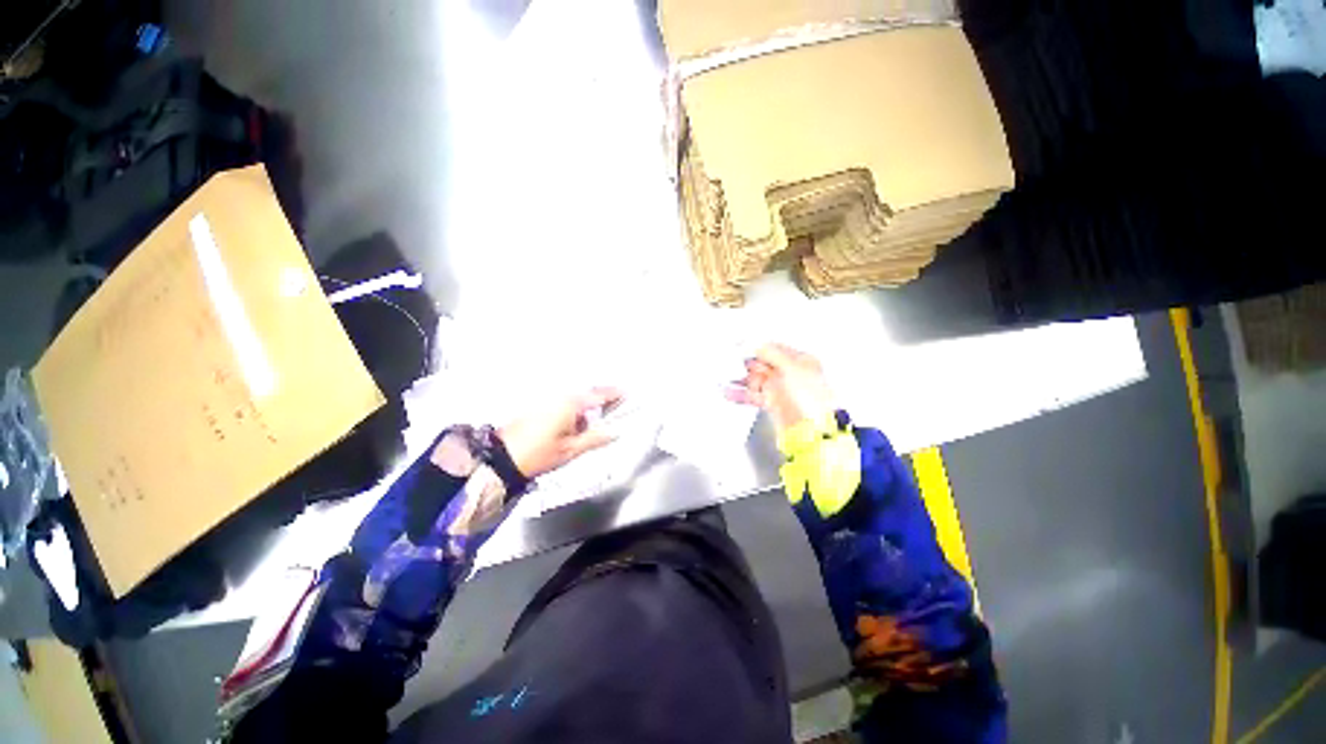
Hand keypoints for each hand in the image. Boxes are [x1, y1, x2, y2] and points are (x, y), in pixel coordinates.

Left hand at [497, 387, 622, 478]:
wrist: (502, 458)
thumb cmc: (539, 453)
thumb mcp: (571, 450)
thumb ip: (595, 439)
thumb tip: (615, 432)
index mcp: (571, 404)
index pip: (598, 395)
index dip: (613, 394)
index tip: (627, 393)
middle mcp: (560, 397)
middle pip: (587, 395)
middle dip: (601, 400)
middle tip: (613, 407)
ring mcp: (548, 400)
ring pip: (575, 400)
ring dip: (586, 409)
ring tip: (592, 424)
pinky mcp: (539, 407)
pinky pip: (564, 404)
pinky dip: (574, 412)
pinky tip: (575, 425)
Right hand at [727, 343, 834, 433]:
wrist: (813, 431)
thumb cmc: (809, 397)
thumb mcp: (790, 367)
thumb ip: (768, 353)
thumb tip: (751, 342)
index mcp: (799, 360)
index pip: (773, 348)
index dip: (755, 346)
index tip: (736, 346)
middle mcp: (790, 373)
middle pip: (762, 363)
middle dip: (744, 363)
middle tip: (726, 362)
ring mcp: (780, 389)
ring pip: (755, 379)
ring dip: (739, 378)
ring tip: (722, 377)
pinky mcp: (772, 404)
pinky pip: (753, 395)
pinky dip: (740, 394)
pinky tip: (728, 392)